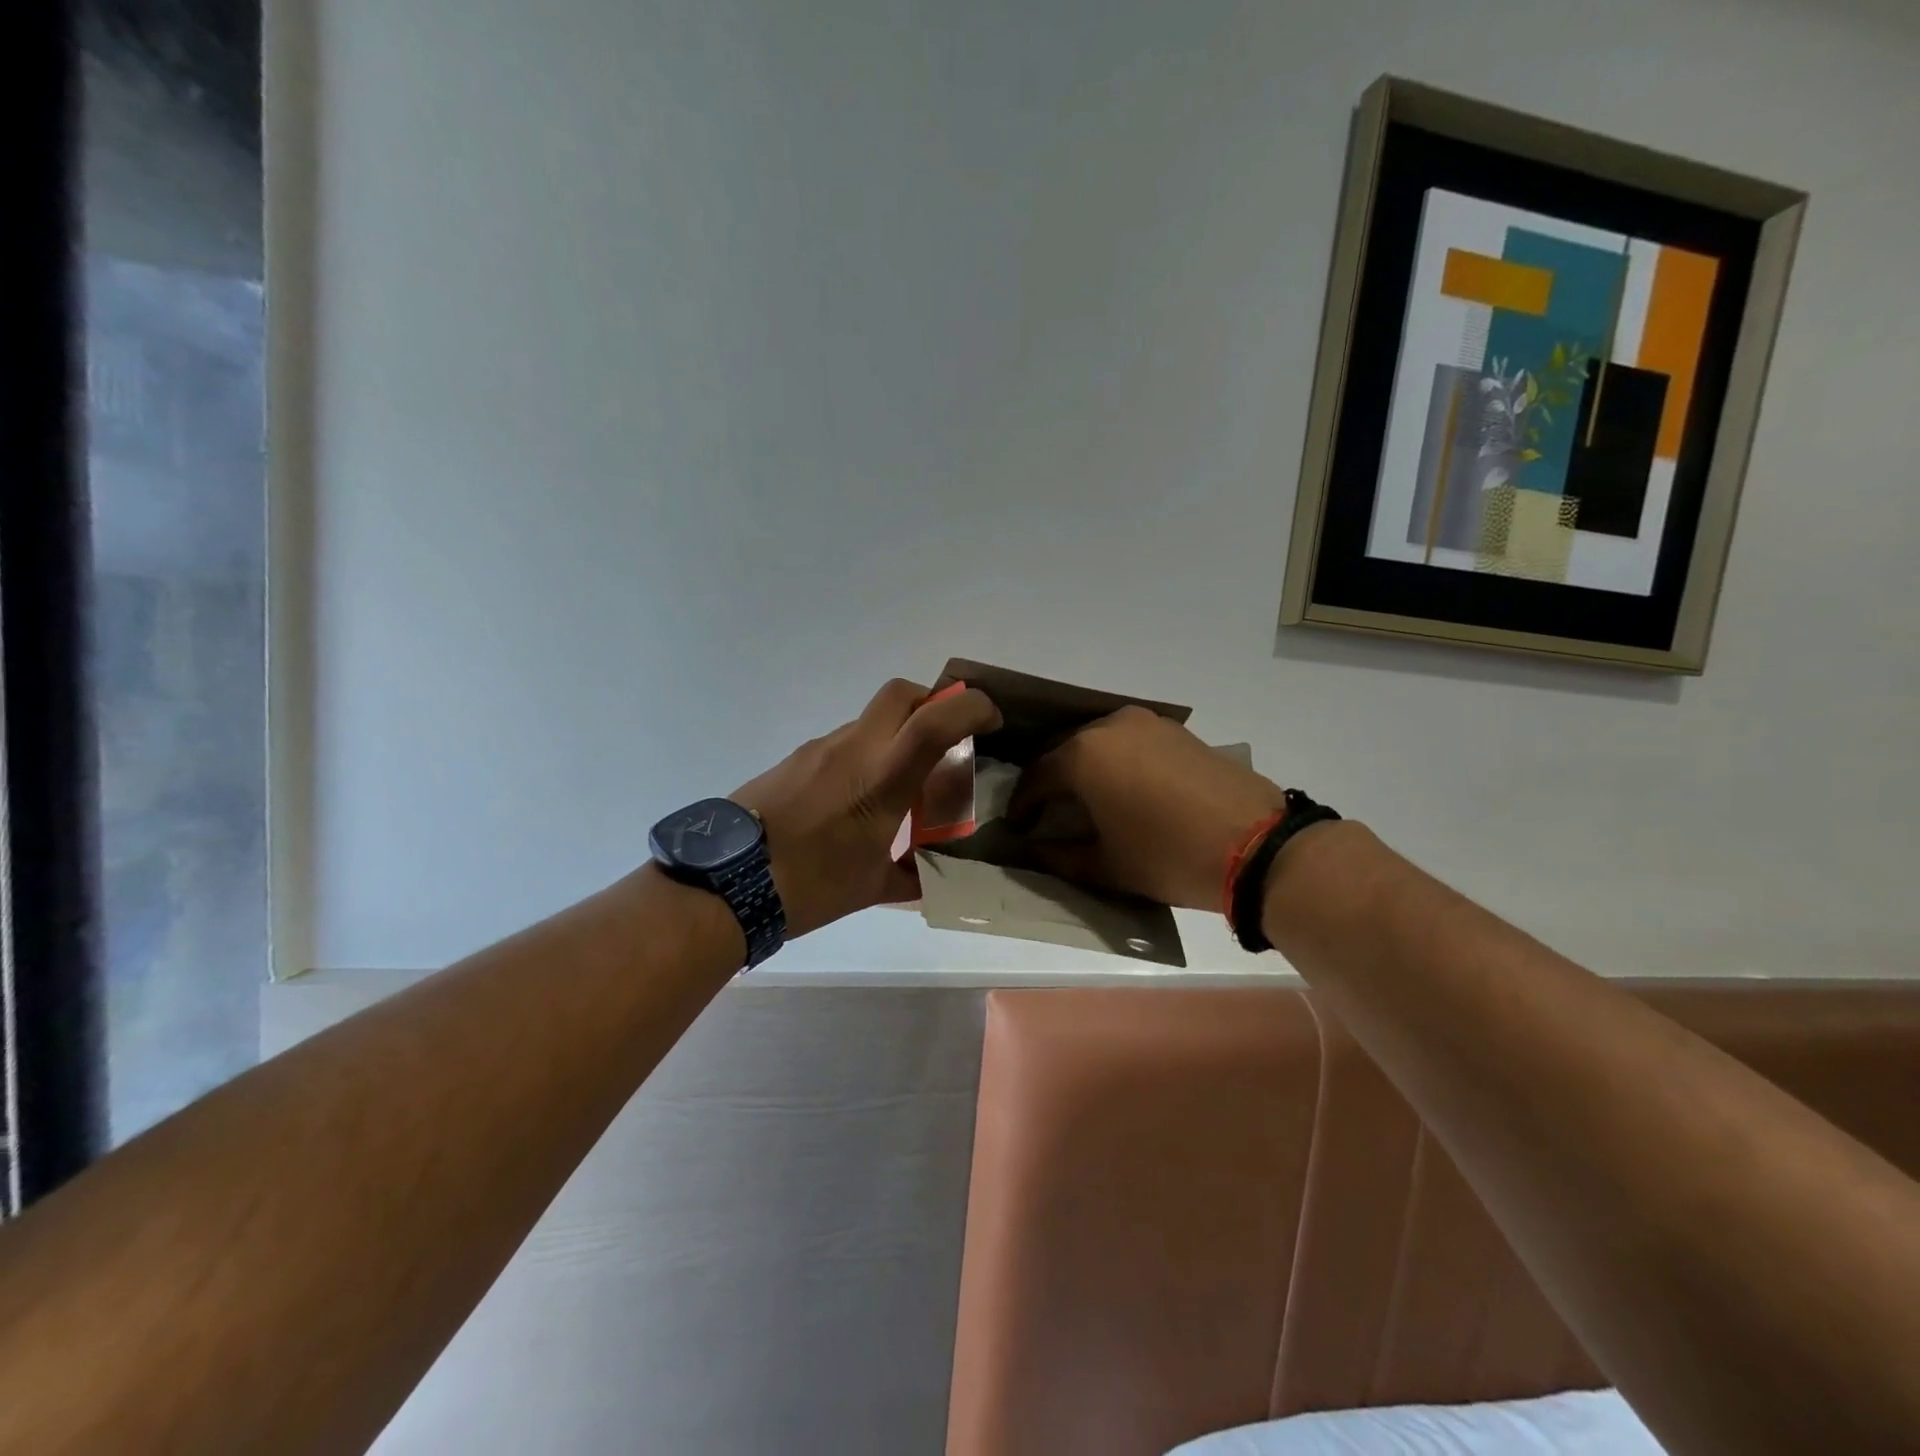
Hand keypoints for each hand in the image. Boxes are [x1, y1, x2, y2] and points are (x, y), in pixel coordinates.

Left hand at [732, 678, 1000, 936]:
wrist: (724, 883)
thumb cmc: (808, 886)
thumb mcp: (871, 887)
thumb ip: (912, 876)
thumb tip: (931, 877)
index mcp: (881, 779)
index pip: (935, 720)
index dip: (972, 707)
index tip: (991, 720)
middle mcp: (853, 750)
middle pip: (900, 693)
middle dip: (932, 704)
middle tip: (944, 741)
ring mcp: (819, 749)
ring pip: (870, 721)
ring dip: (895, 738)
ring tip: (896, 788)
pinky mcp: (794, 758)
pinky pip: (843, 744)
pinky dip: (863, 757)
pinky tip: (853, 802)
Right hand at [1007, 705, 1285, 912]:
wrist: (1256, 844)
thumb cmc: (1168, 857)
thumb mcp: (1106, 866)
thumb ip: (1059, 855)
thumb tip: (1032, 848)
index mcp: (1083, 755)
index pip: (1036, 776)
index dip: (1022, 803)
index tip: (1017, 826)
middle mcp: (1108, 726)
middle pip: (1063, 750)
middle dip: (1049, 780)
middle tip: (1044, 811)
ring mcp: (1146, 723)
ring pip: (1097, 741)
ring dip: (1082, 767)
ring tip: (1081, 799)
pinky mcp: (1175, 730)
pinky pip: (1128, 741)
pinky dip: (1114, 760)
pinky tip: (1121, 787)